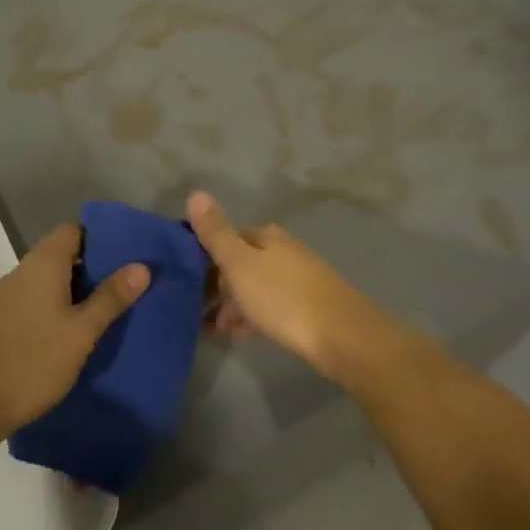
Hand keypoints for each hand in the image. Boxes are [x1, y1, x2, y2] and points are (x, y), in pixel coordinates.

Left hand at [0, 223, 148, 440]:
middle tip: (127, 287)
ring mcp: (7, 297)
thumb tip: (142, 266)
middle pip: (62, 254)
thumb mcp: (81, 331)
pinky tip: (74, 334)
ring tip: (108, 311)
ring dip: (76, 291)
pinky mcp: (0, 322)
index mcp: (43, 263)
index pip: (74, 230)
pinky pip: (36, 302)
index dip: (101, 238)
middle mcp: (22, 272)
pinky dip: (57, 309)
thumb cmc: (32, 360)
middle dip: (94, 268)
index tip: (128, 255)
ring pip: (49, 281)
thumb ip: (110, 298)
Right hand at [187, 192, 398, 384]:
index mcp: (267, 236)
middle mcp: (285, 251)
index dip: (205, 259)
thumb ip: (216, 232)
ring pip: (256, 287)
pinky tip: (243, 336)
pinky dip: (254, 318)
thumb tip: (196, 192)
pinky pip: (272, 307)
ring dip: (234, 305)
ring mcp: (300, 278)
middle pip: (242, 263)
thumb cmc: (283, 298)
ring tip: (216, 330)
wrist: (342, 336)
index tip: (187, 282)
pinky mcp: (311, 307)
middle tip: (199, 312)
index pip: (227, 238)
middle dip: (219, 286)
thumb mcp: (240, 264)